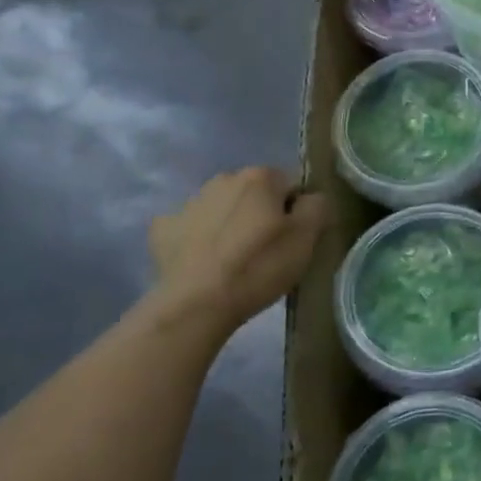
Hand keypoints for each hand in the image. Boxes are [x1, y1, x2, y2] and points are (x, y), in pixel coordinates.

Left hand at [147, 168, 327, 339]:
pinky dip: (199, 238)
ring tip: (235, 260)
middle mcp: (224, 179)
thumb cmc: (258, 267)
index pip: (292, 185)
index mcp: (260, 177)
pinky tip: (203, 262)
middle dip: (263, 214)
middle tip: (267, 251)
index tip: (294, 240)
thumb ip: (317, 207)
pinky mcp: (163, 228)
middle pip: (256, 193)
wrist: (196, 304)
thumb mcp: (305, 239)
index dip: (298, 212)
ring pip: (223, 207)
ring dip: (232, 224)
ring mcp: (190, 202)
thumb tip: (311, 198)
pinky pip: (190, 227)